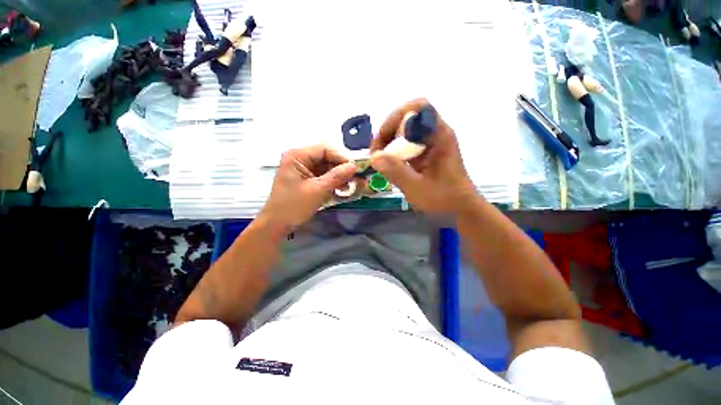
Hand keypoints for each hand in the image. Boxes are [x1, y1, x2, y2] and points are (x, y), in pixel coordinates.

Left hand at [260, 144, 355, 228]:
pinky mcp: (306, 178)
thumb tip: (354, 166)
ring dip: (339, 175)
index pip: (325, 149)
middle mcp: (300, 158)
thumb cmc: (294, 206)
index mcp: (297, 156)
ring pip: (326, 166)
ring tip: (349, 185)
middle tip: (355, 178)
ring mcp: (303, 168)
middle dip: (341, 167)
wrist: (277, 224)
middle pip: (326, 156)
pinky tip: (341, 188)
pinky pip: (323, 174)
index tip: (356, 169)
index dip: (342, 157)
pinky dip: (333, 181)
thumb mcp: (317, 190)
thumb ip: (336, 176)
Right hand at [370, 99, 476, 213]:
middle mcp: (435, 134)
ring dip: (389, 143)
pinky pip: (405, 144)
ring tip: (379, 161)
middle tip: (376, 154)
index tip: (383, 139)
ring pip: (404, 131)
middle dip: (388, 133)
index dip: (397, 117)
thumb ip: (397, 172)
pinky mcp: (425, 152)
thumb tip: (374, 157)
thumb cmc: (444, 199)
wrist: (460, 208)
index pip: (419, 107)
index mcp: (439, 136)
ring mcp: (430, 143)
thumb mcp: (418, 188)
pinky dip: (394, 152)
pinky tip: (389, 166)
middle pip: (407, 118)